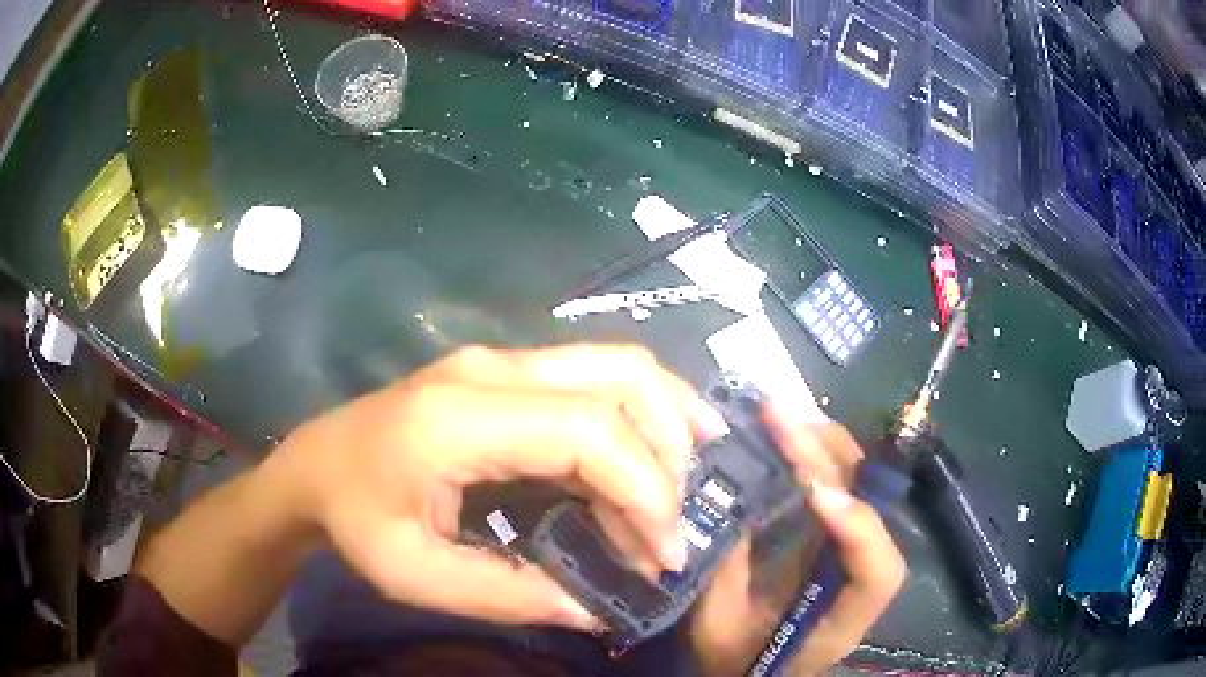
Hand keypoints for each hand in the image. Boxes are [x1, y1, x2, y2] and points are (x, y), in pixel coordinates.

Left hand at [269, 344, 727, 630]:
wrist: (315, 465)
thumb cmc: (355, 518)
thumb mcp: (416, 574)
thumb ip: (507, 595)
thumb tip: (595, 609)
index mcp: (459, 416)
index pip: (586, 431)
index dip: (644, 490)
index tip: (662, 553)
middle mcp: (493, 368)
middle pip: (620, 380)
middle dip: (669, 455)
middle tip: (674, 526)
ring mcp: (503, 360)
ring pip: (619, 364)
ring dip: (668, 420)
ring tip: (690, 481)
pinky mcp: (510, 370)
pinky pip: (598, 373)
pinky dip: (643, 411)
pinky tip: (663, 445)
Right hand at [689, 405, 905, 675]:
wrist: (751, 667)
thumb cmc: (734, 656)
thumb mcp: (719, 626)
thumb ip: (725, 574)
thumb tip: (726, 504)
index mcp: (840, 618)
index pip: (878, 573)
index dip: (858, 529)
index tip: (814, 494)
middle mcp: (858, 579)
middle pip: (872, 511)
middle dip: (831, 461)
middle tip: (782, 420)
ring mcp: (849, 551)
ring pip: (859, 489)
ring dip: (826, 448)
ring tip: (783, 417)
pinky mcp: (831, 536)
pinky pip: (836, 489)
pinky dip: (816, 458)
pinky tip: (788, 434)